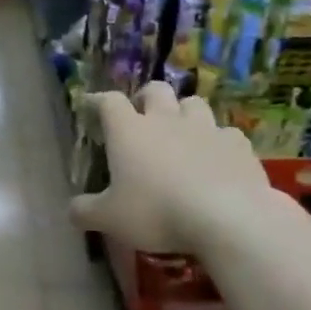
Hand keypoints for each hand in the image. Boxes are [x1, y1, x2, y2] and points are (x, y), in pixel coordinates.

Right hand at [69, 82, 272, 254]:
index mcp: (129, 131)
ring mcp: (206, 128)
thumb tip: (72, 210)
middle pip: (155, 90)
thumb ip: (86, 211)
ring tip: (182, 132)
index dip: (99, 101)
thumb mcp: (110, 219)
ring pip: (194, 103)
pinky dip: (218, 141)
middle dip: (146, 98)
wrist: (226, 218)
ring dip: (184, 113)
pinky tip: (217, 157)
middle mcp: (166, 120)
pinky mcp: (237, 144)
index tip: (93, 106)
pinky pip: (226, 133)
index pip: (109, 102)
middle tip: (142, 115)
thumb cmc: (157, 212)